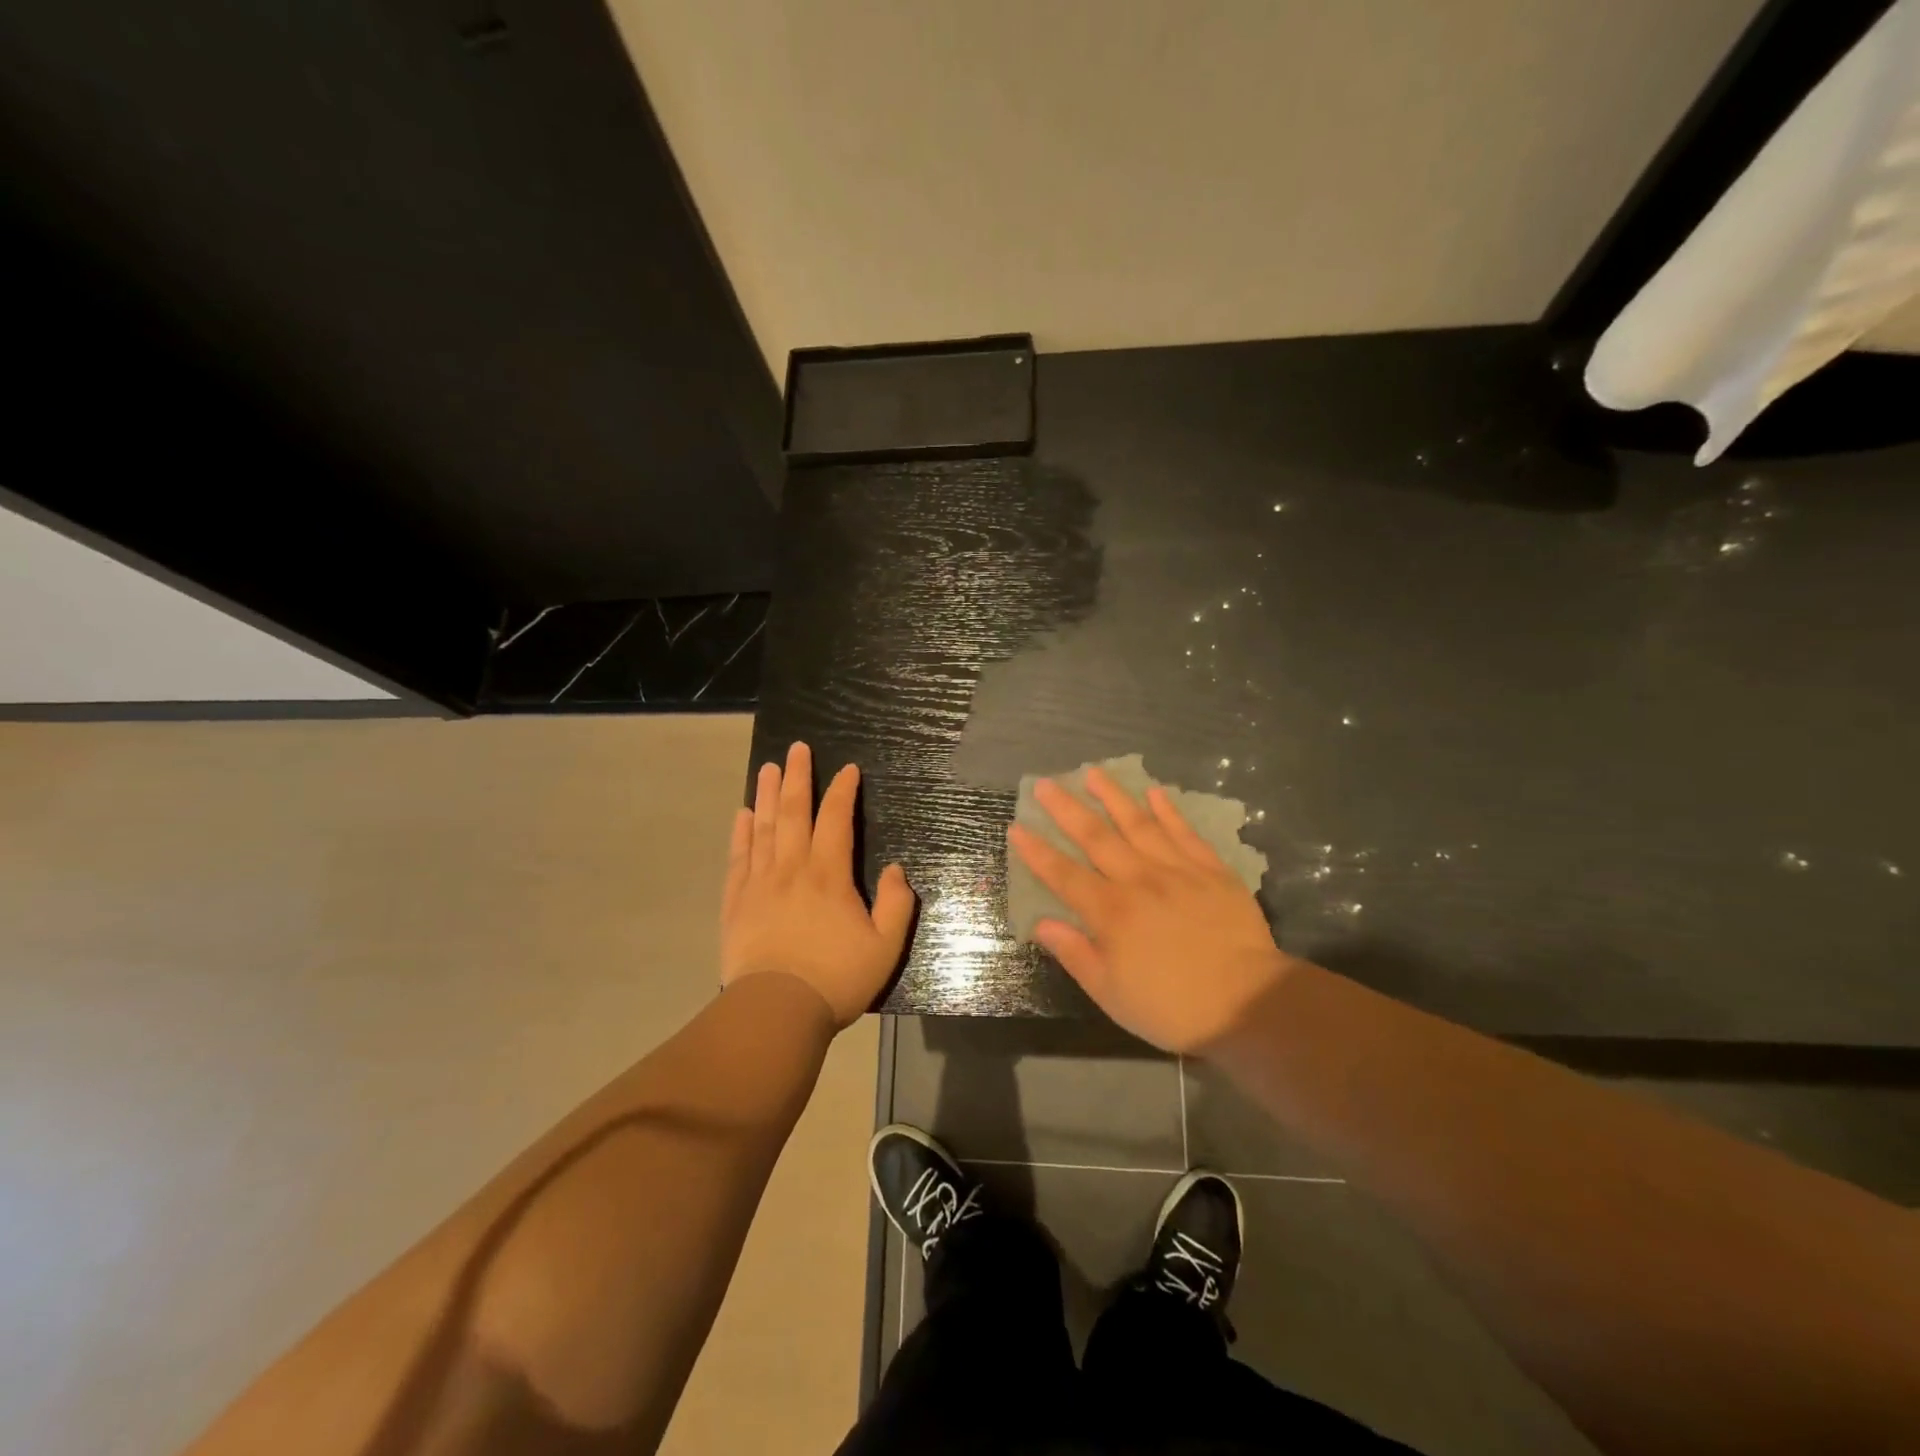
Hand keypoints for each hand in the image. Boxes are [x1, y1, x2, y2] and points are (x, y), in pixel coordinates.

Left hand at [721, 741, 915, 1026]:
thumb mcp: (885, 946)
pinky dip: (741, 833)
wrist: (776, 1010)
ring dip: (767, 794)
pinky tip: (742, 815)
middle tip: (796, 748)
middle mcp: (792, 868)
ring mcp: (759, 883)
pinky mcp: (736, 902)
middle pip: (793, 812)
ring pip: (763, 827)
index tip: (847, 769)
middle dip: (797, 777)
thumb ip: (897, 904)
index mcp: (828, 874)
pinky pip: (738, 858)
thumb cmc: (836, 978)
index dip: (842, 791)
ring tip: (768, 768)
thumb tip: (897, 869)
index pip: (836, 819)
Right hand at [1009, 766, 1292, 1052]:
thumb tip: (1041, 922)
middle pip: (1096, 838)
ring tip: (1093, 772)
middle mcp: (1139, 880)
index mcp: (1110, 912)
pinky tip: (1154, 792)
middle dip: (1066, 809)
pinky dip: (1168, 811)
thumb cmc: (1171, 1007)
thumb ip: (1075, 953)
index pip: (1064, 875)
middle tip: (1045, 783)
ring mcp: (1177, 870)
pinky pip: (1184, 833)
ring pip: (1139, 824)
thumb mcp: (1111, 993)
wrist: (1248, 1003)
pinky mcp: (1212, 870)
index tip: (1017, 826)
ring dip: (1113, 796)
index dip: (1038, 851)